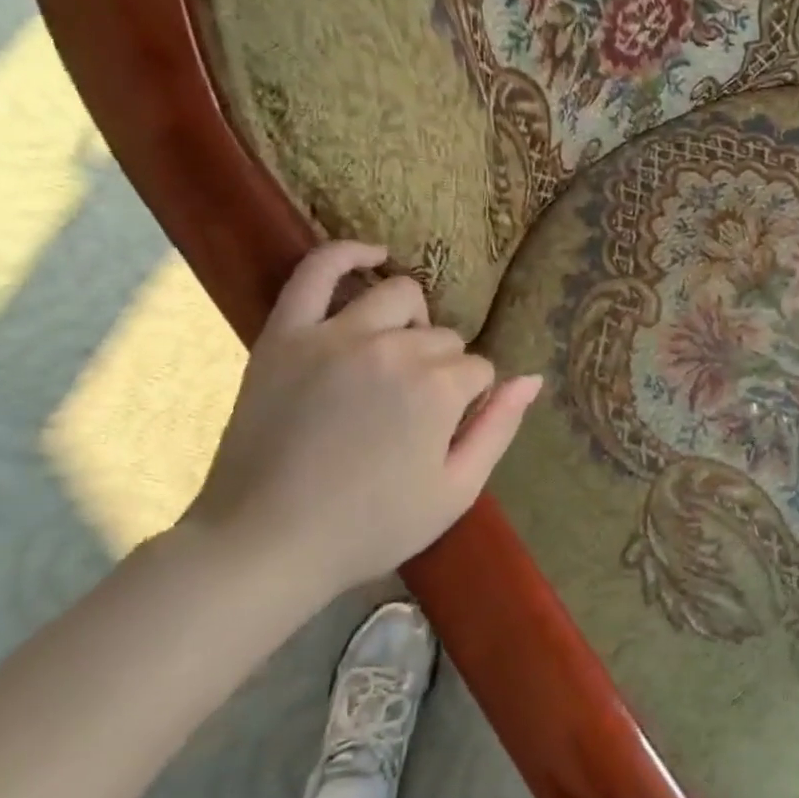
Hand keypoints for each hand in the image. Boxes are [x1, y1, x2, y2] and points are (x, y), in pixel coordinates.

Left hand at [186, 241, 541, 603]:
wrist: (265, 543)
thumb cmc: (371, 526)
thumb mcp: (457, 491)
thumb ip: (500, 428)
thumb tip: (533, 379)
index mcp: (438, 389)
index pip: (480, 370)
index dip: (471, 401)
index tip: (447, 431)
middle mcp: (393, 349)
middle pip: (443, 338)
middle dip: (443, 369)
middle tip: (416, 412)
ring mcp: (336, 336)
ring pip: (399, 296)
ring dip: (413, 320)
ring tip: (399, 352)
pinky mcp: (286, 336)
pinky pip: (316, 271)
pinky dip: (347, 253)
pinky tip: (372, 255)